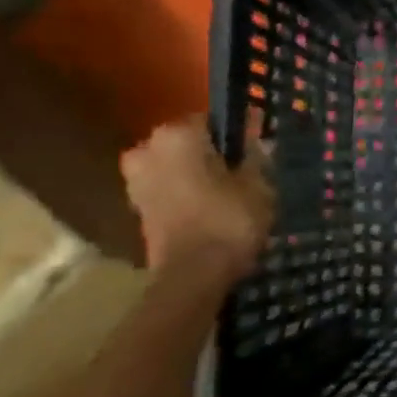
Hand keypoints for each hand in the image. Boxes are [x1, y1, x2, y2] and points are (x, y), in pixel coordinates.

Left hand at [121, 117, 273, 280]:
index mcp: (177, 134)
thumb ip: (257, 155)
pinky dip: (187, 194)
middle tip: (245, 171)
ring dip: (199, 174)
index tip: (260, 146)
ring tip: (230, 192)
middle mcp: (148, 149)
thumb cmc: (229, 220)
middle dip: (215, 154)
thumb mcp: (258, 183)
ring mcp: (136, 180)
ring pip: (177, 166)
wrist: (193, 276)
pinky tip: (212, 208)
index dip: (240, 132)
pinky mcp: (137, 208)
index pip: (215, 120)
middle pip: (191, 143)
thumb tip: (257, 136)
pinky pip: (169, 189)